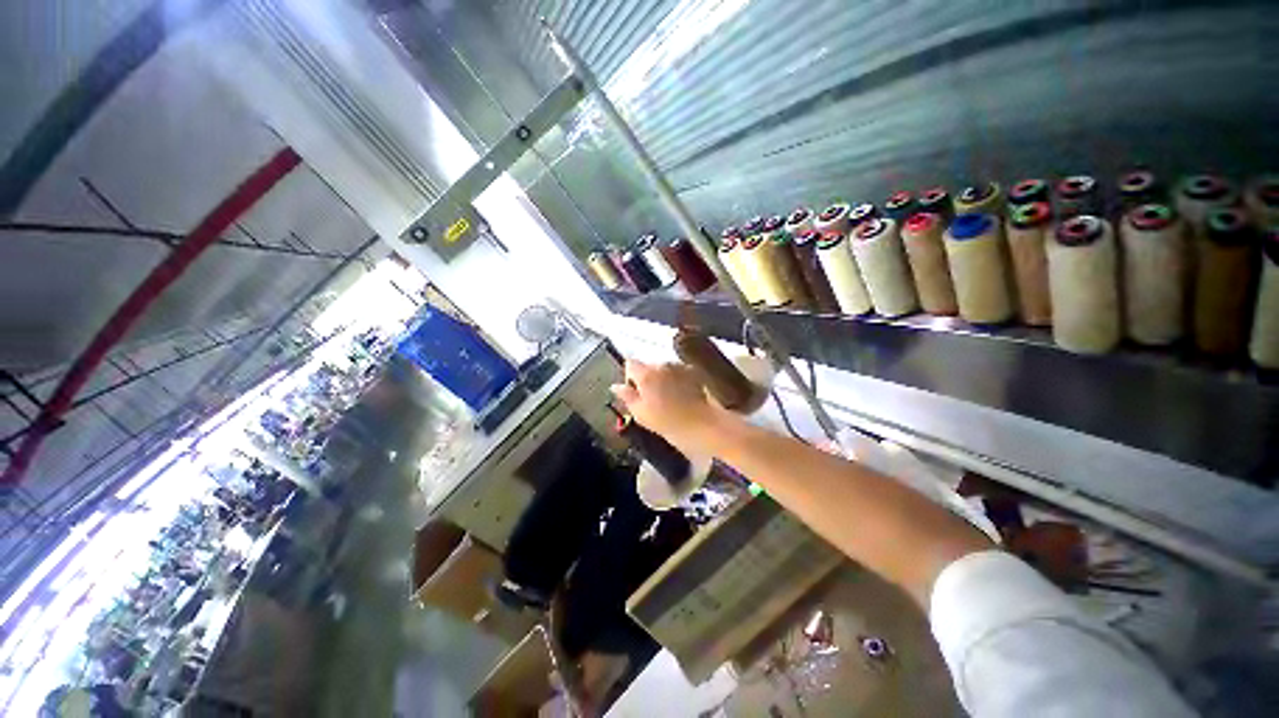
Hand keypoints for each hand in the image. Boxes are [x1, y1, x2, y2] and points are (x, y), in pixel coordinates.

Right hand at [611, 360, 719, 453]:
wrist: (700, 424)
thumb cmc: (666, 421)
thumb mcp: (640, 413)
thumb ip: (626, 396)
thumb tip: (615, 386)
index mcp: (645, 374)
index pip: (629, 364)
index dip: (629, 377)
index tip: (635, 392)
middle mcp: (661, 365)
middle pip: (647, 366)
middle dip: (647, 379)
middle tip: (652, 400)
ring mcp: (678, 366)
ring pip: (663, 369)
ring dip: (663, 379)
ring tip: (669, 399)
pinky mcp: (692, 371)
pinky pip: (678, 371)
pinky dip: (676, 379)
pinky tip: (681, 395)